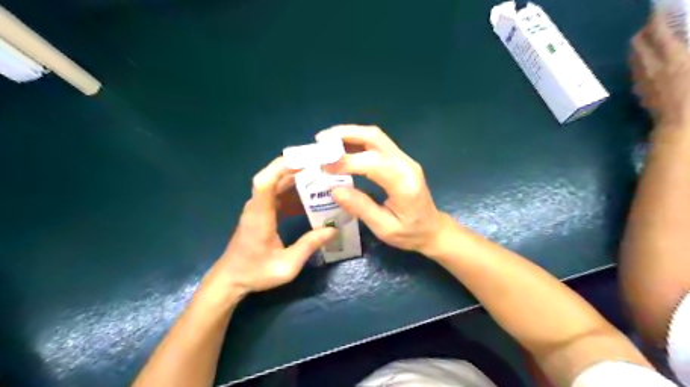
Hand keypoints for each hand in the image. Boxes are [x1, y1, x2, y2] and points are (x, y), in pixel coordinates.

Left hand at [202, 157, 337, 299]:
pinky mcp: (262, 210)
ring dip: (298, 177)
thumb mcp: (286, 266)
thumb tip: (333, 230)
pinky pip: (278, 193)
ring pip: (277, 182)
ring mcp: (258, 206)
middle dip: (297, 167)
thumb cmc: (255, 273)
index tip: (306, 161)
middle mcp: (257, 205)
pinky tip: (311, 196)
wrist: (231, 279)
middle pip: (273, 176)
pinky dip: (294, 190)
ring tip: (322, 176)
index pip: (265, 181)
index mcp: (259, 216)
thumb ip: (309, 246)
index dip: (283, 167)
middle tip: (324, 166)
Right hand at [317, 125, 446, 255]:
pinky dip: (357, 141)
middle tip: (320, 140)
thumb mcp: (384, 228)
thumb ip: (361, 207)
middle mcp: (405, 164)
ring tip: (326, 141)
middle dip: (345, 134)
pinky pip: (377, 144)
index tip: (322, 166)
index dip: (345, 161)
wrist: (433, 229)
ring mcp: (404, 159)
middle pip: (374, 137)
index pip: (372, 163)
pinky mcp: (400, 160)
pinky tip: (341, 147)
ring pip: (375, 136)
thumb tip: (334, 189)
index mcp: (403, 183)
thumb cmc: (410, 233)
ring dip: (349, 134)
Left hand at [633, 15, 689, 127]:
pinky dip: (639, 63)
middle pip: (637, 44)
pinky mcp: (639, 92)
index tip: (658, 11)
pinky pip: (635, 72)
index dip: (656, 19)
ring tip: (649, 44)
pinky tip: (649, 65)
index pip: (657, 31)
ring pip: (633, 58)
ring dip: (639, 48)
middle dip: (643, 32)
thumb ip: (686, 50)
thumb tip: (681, 43)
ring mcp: (642, 80)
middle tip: (653, 27)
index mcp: (672, 56)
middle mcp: (651, 66)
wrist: (682, 122)